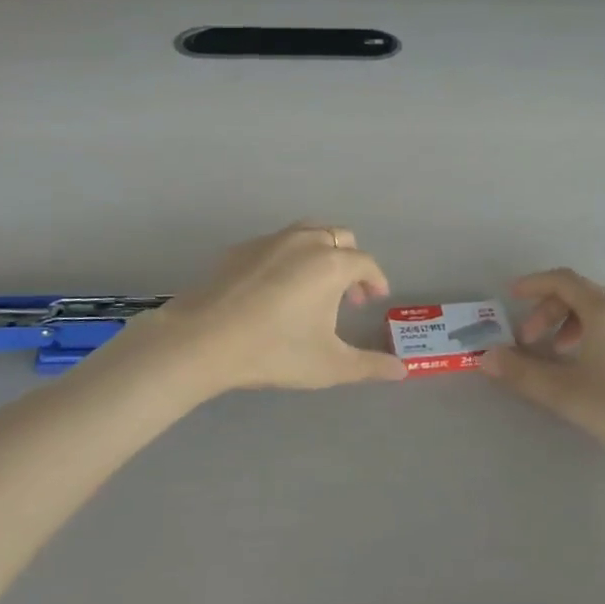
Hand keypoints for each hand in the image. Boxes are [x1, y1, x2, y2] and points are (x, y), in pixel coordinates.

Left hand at [104, 222, 405, 398]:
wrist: (203, 340)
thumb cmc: (274, 350)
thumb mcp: (329, 365)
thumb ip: (369, 366)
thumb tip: (402, 370)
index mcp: (332, 263)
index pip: (366, 263)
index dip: (375, 280)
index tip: (375, 299)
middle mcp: (305, 241)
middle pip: (340, 238)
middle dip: (351, 262)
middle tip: (349, 295)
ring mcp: (270, 240)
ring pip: (308, 233)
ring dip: (321, 253)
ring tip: (315, 287)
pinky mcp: (241, 248)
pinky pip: (277, 243)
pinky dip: (289, 257)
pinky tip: (276, 289)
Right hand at [481, 269, 604, 475]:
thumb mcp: (566, 392)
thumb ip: (522, 373)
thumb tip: (486, 357)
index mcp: (604, 308)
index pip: (561, 280)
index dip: (533, 284)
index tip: (511, 296)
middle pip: (579, 294)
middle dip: (548, 311)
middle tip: (530, 341)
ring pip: (599, 310)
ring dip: (570, 324)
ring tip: (557, 355)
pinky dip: (592, 333)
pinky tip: (590, 367)